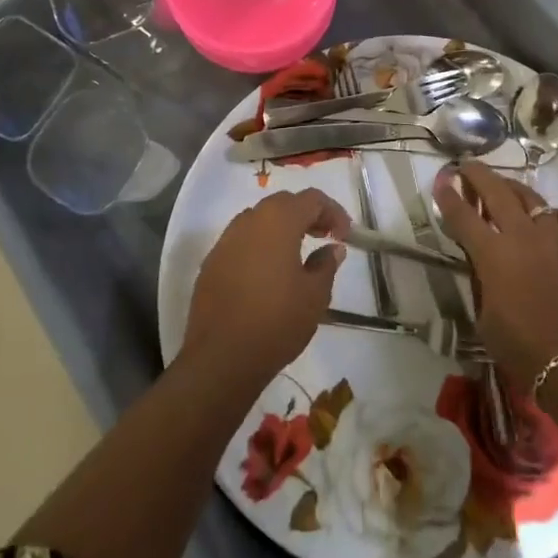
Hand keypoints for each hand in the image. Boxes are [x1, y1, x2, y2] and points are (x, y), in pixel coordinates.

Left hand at [182, 188, 351, 389]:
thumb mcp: (314, 295)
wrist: (221, 358)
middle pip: (283, 203)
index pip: (311, 199)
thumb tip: (332, 248)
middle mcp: (249, 221)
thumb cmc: (276, 321)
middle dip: (307, 215)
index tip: (345, 235)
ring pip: (259, 220)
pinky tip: (268, 273)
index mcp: (278, 221)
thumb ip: (326, 264)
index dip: (333, 211)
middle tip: (325, 237)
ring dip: (282, 228)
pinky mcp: (212, 262)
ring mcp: (226, 240)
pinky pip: (242, 240)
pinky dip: (260, 245)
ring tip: (298, 254)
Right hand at [433, 162, 557, 392]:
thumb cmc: (524, 351)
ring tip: (505, 187)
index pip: (463, 216)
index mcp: (494, 255)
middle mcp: (524, 237)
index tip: (440, 182)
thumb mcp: (486, 318)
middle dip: (478, 175)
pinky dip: (556, 214)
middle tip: (466, 166)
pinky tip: (551, 218)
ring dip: (514, 189)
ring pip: (533, 199)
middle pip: (497, 192)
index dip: (448, 197)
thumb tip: (481, 262)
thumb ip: (482, 282)